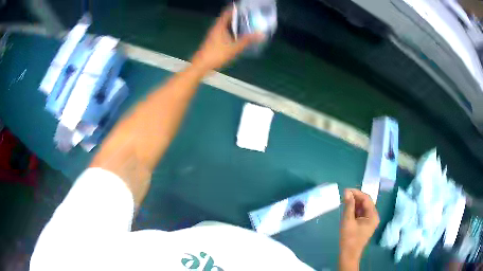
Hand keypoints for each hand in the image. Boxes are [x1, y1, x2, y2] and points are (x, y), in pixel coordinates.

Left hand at [191, 7, 263, 71]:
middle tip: (250, 17)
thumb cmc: (216, 55)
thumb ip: (247, 40)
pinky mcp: (214, 41)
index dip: (236, 9)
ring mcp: (214, 34)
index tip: (246, 8)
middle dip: (238, 17)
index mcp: (219, 26)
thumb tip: (261, 34)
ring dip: (235, 25)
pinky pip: (225, 32)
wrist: (201, 66)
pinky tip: (239, 36)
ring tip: (247, 25)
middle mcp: (216, 28)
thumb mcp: (234, 48)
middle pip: (228, 19)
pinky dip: (232, 31)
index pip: (228, 12)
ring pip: (226, 26)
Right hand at [339, 189, 379, 269]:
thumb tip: (346, 192)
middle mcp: (374, 216)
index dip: (356, 193)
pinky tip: (347, 210)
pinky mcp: (365, 224)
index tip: (345, 190)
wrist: (348, 255)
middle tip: (343, 196)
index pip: (366, 199)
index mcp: (373, 215)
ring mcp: (370, 221)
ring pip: (363, 208)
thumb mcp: (348, 221)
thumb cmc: (349, 239)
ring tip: (344, 202)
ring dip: (354, 204)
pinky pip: (361, 213)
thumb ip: (348, 206)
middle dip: (355, 198)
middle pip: (365, 203)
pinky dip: (354, 210)